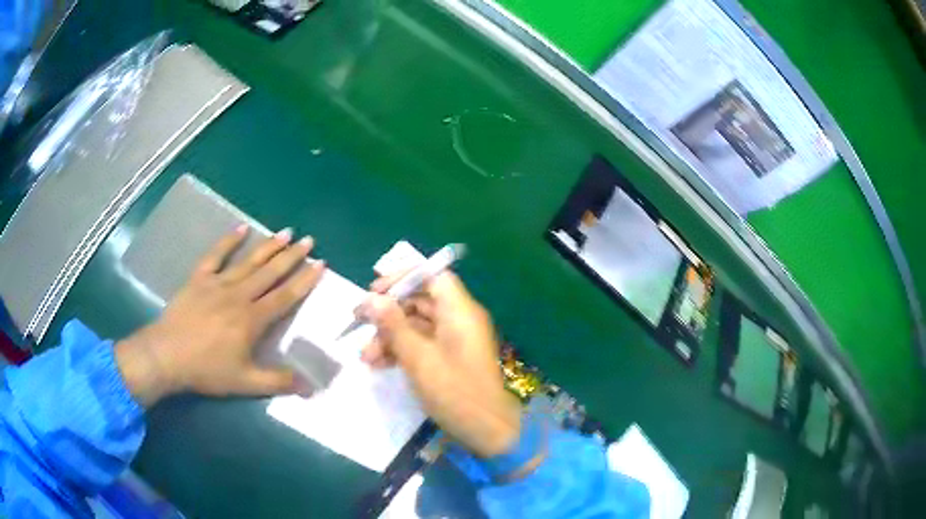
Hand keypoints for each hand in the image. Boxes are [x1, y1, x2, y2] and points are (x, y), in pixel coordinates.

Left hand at [116, 226, 324, 405]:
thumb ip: (278, 382)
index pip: (284, 297)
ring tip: (286, 232)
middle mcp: (239, 296)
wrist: (167, 355)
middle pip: (270, 273)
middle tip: (309, 240)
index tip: (321, 264)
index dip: (304, 281)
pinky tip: (241, 228)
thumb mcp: (245, 383)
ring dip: (268, 246)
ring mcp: (218, 284)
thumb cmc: (207, 370)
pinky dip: (228, 241)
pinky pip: (215, 255)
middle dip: (292, 256)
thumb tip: (310, 386)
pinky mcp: (199, 279)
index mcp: (252, 320)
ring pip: (248, 261)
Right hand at [359, 272, 521, 458]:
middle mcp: (459, 320)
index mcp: (459, 311)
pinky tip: (378, 365)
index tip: (375, 289)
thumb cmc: (454, 391)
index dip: (403, 277)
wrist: (486, 430)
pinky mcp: (449, 359)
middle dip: (388, 313)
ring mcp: (455, 340)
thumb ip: (394, 326)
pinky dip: (401, 351)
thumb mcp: (418, 358)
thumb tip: (372, 299)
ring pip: (417, 326)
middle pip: (420, 301)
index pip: (433, 276)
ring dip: (389, 337)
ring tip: (365, 356)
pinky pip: (422, 344)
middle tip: (359, 321)